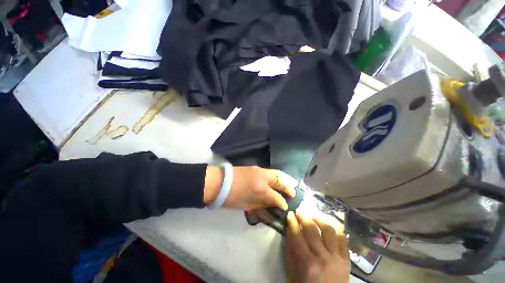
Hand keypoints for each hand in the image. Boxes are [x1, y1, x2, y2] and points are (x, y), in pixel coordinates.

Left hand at [204, 166, 296, 209]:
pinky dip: (278, 175)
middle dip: (289, 186)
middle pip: (280, 179)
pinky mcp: (255, 168)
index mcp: (260, 189)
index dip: (282, 202)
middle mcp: (263, 177)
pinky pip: (271, 171)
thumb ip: (261, 204)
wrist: (219, 182)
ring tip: (292, 183)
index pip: (276, 196)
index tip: (286, 206)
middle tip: (295, 191)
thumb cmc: (231, 197)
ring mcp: (259, 170)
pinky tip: (279, 178)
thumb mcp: (246, 204)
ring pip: (277, 172)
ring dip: (285, 178)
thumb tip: (272, 204)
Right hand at [286, 210, 349, 282]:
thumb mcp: (293, 274)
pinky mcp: (347, 261)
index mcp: (307, 263)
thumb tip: (289, 232)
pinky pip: (343, 240)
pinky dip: (336, 231)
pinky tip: (329, 227)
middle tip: (299, 210)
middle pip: (312, 230)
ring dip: (320, 219)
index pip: (297, 235)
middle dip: (304, 216)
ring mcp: (337, 258)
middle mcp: (323, 257)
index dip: (292, 222)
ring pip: (329, 231)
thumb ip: (290, 253)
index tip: (290, 213)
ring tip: (314, 216)